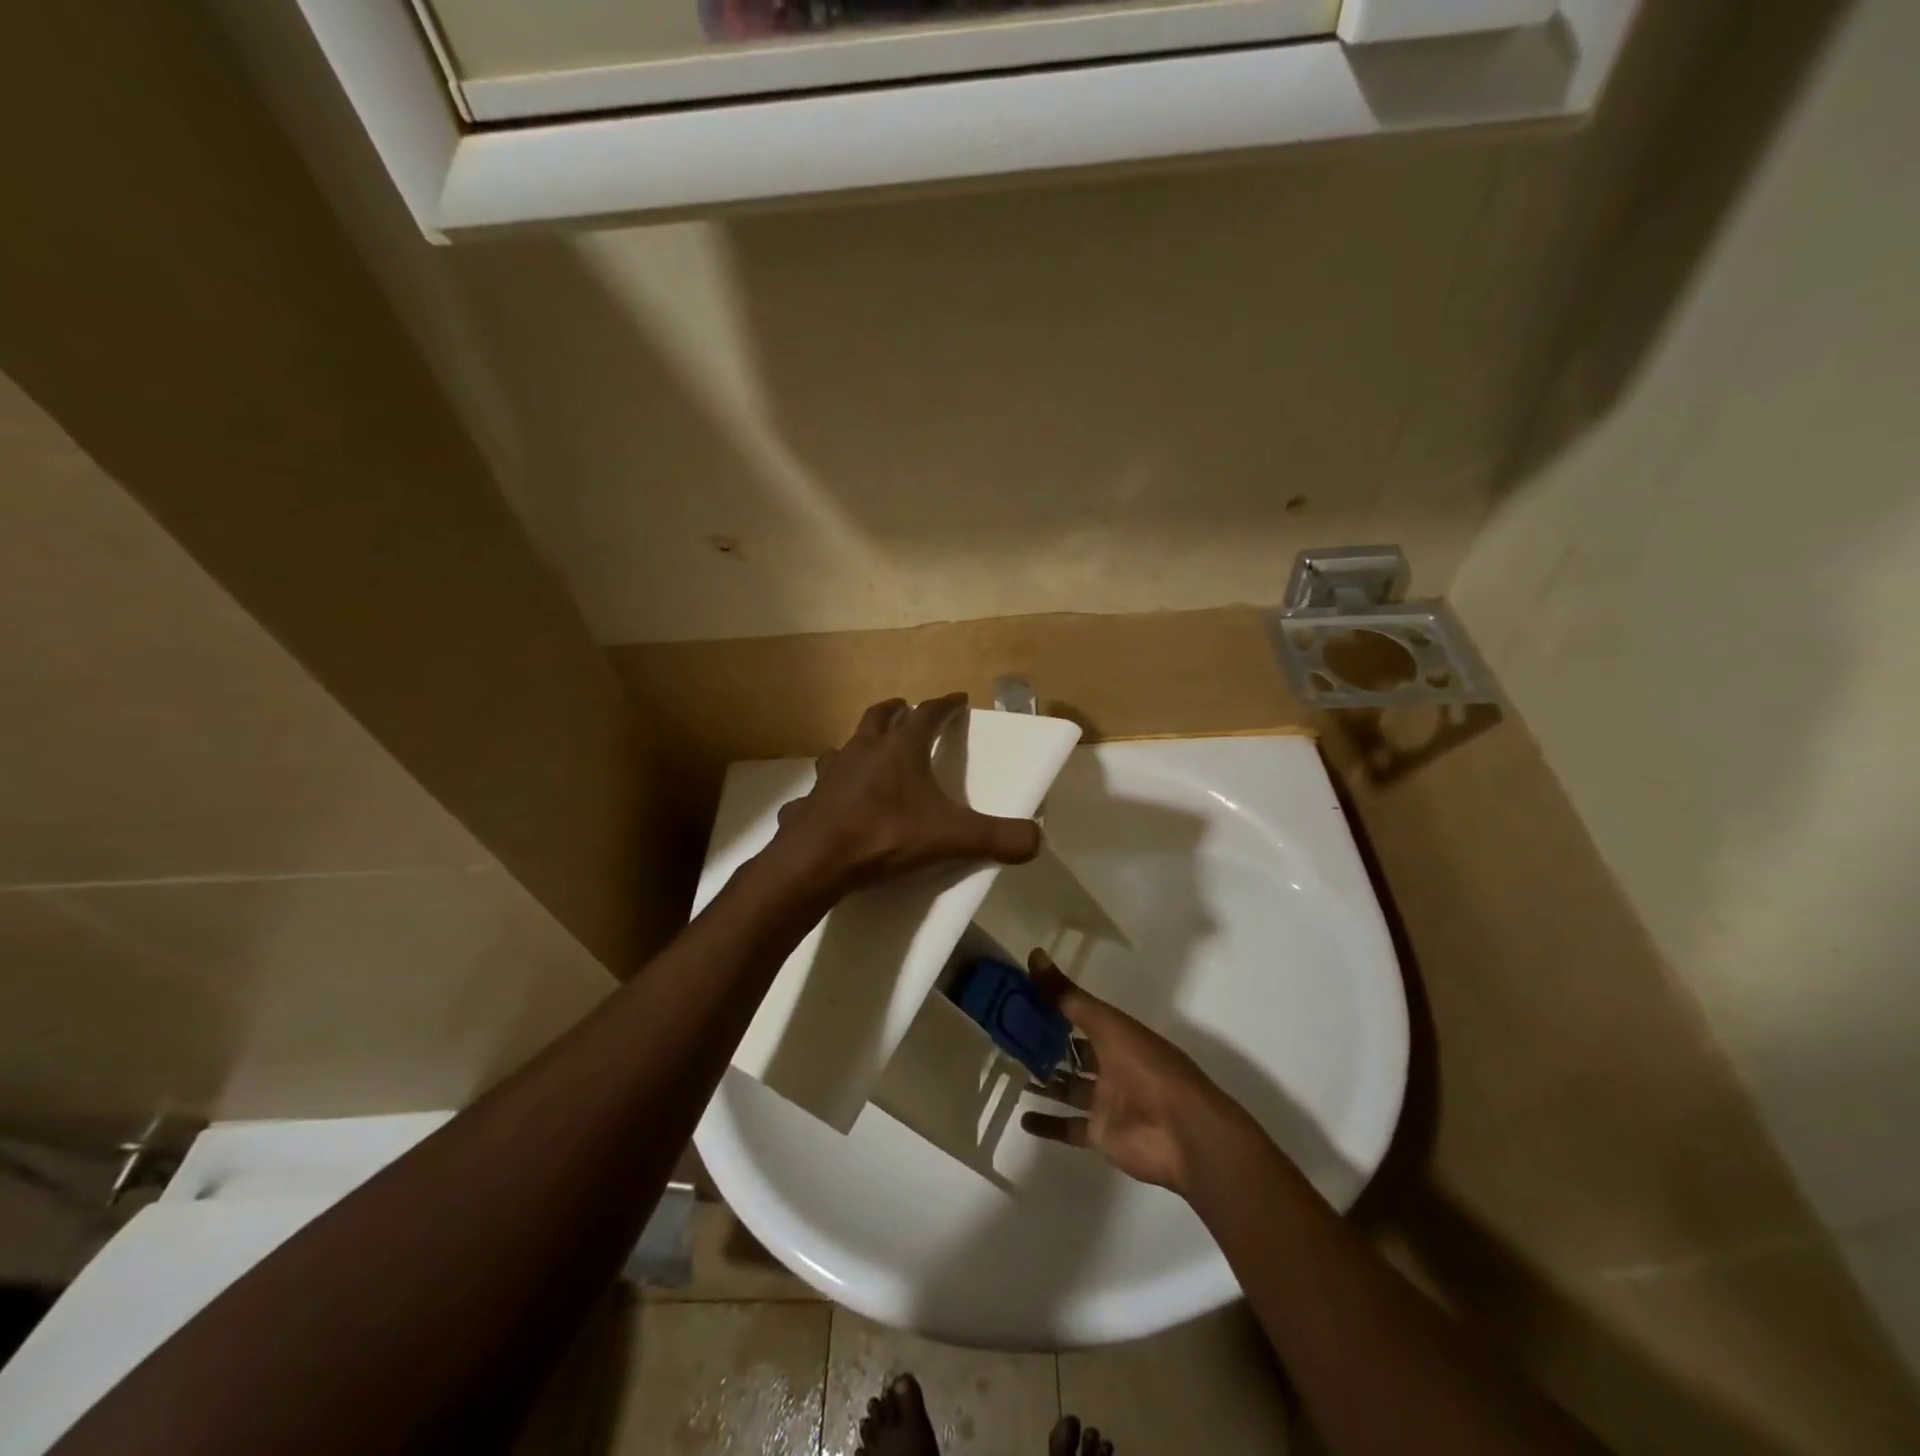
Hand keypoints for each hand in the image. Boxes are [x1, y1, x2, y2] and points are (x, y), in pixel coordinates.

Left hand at [767, 693, 1042, 896]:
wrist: (816, 860)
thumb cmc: (885, 835)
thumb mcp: (950, 837)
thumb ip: (996, 837)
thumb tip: (1037, 840)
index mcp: (899, 749)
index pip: (927, 714)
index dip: (945, 705)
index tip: (958, 699)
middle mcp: (862, 751)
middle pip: (878, 717)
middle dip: (896, 711)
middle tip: (906, 710)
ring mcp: (831, 773)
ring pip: (845, 746)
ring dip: (859, 744)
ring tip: (868, 753)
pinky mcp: (809, 800)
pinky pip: (820, 788)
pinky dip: (830, 788)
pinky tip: (832, 802)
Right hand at [1021, 949, 1236, 1195]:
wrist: (1183, 1133)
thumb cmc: (1147, 1069)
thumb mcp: (1106, 1025)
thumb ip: (1068, 996)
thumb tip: (1035, 954)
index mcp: (1117, 1036)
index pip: (1079, 1016)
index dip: (1052, 1007)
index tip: (1018, 998)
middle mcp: (1111, 1066)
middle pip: (1072, 1053)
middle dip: (1045, 1046)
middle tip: (1008, 1037)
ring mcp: (1106, 1103)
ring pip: (1068, 1088)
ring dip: (1044, 1082)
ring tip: (1010, 1072)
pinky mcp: (1101, 1135)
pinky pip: (1068, 1127)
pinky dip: (1047, 1124)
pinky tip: (1023, 1118)